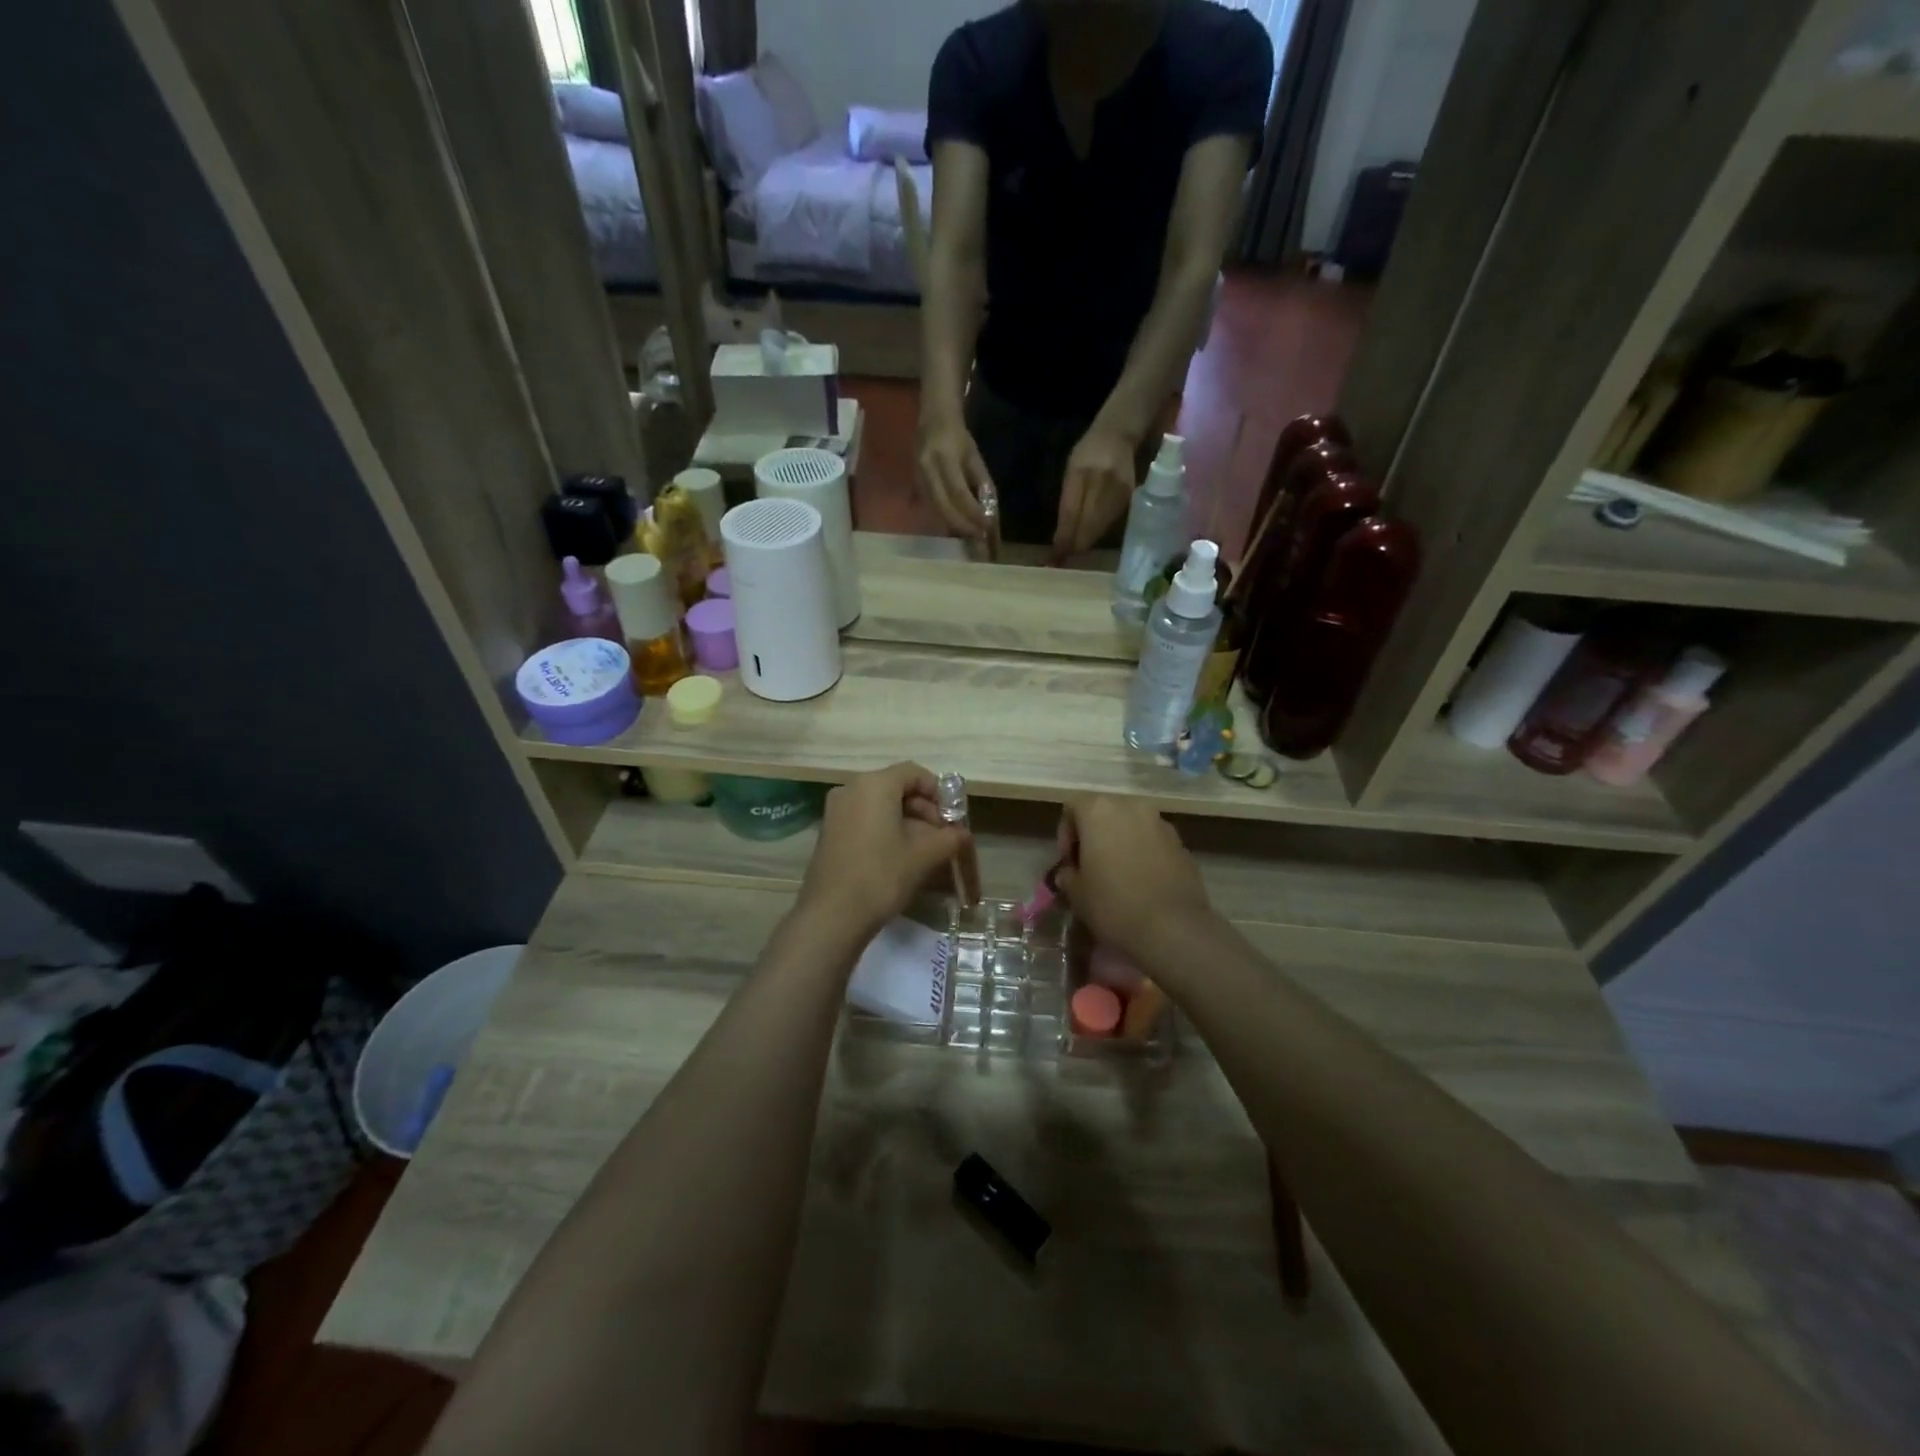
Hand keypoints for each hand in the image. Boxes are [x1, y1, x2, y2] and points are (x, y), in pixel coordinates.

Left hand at [798, 763, 967, 941]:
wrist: (832, 916)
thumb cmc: (882, 876)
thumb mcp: (924, 856)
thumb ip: (949, 838)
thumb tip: (962, 834)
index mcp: (874, 784)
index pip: (914, 773)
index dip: (939, 792)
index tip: (953, 818)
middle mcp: (851, 788)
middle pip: (896, 787)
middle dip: (924, 809)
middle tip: (943, 837)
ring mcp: (835, 810)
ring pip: (880, 805)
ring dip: (906, 821)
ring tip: (925, 850)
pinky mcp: (829, 831)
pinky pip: (864, 819)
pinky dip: (885, 829)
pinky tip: (899, 856)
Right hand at [917, 408, 991, 538]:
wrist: (933, 418)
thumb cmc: (958, 436)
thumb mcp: (974, 457)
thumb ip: (982, 484)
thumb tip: (989, 513)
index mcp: (944, 458)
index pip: (959, 493)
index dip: (973, 513)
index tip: (987, 527)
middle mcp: (926, 469)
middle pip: (944, 507)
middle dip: (963, 526)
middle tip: (979, 539)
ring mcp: (917, 478)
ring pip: (936, 511)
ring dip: (954, 527)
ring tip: (970, 537)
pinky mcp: (914, 485)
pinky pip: (930, 508)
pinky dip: (944, 520)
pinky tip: (956, 529)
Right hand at [1053, 797, 1212, 959]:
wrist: (1173, 928)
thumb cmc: (1114, 905)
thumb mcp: (1076, 894)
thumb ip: (1068, 876)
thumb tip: (1071, 873)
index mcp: (1099, 811)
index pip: (1073, 806)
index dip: (1066, 833)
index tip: (1069, 862)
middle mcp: (1131, 807)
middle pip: (1104, 812)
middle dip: (1095, 835)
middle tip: (1091, 866)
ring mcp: (1160, 823)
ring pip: (1131, 825)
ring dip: (1121, 842)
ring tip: (1119, 875)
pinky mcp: (1182, 843)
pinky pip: (1153, 841)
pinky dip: (1144, 853)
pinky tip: (1143, 883)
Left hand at [1055, 427, 1137, 556]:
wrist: (1120, 434)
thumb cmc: (1089, 452)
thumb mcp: (1071, 470)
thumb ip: (1068, 501)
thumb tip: (1061, 536)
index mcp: (1080, 473)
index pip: (1070, 513)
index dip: (1063, 538)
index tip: (1053, 558)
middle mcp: (1100, 482)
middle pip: (1086, 526)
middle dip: (1073, 546)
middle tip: (1061, 560)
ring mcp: (1117, 491)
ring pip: (1099, 529)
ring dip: (1084, 543)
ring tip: (1071, 553)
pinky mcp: (1129, 499)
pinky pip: (1110, 524)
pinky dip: (1097, 534)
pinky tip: (1088, 539)